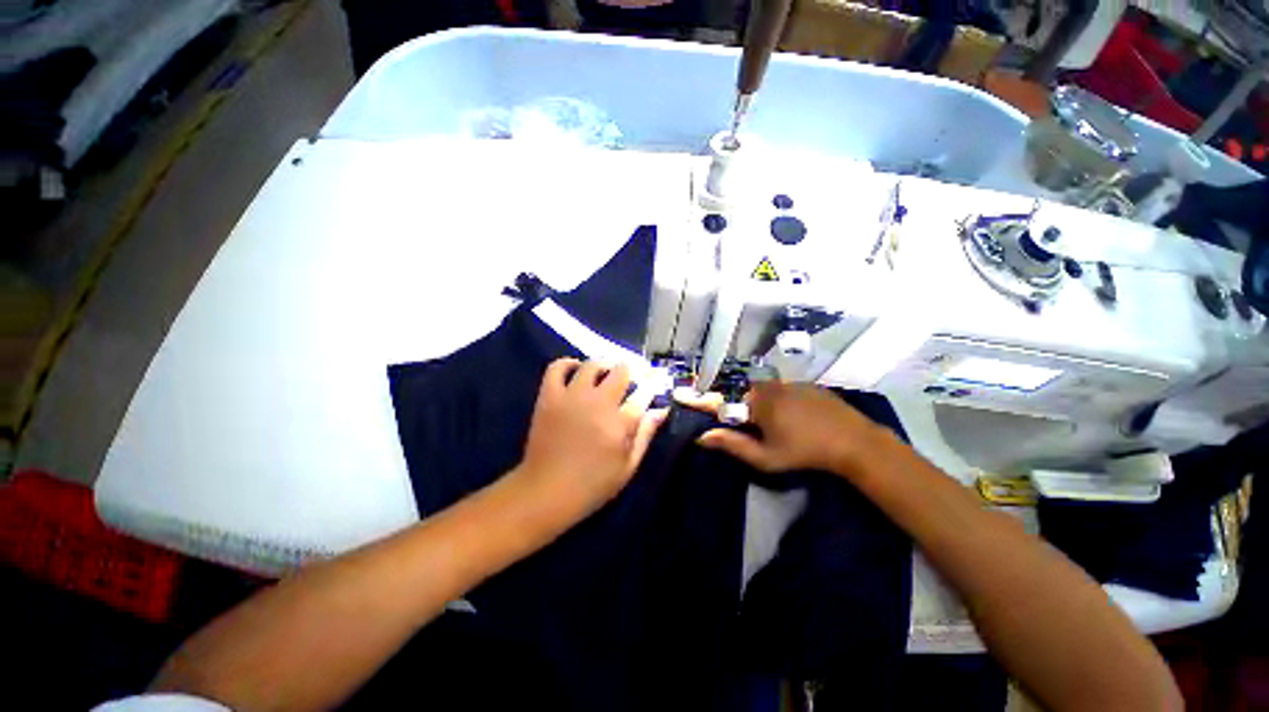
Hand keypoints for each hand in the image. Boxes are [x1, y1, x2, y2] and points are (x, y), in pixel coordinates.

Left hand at [512, 358, 667, 527]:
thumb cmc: (592, 485)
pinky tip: (575, 369)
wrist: (545, 493)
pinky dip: (568, 363)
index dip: (652, 385)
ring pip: (592, 365)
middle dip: (630, 373)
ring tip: (605, 374)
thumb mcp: (627, 467)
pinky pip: (557, 368)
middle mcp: (597, 403)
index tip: (655, 381)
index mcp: (619, 424)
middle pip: (620, 372)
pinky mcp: (549, 397)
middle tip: (629, 380)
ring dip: (603, 366)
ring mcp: (571, 397)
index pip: (643, 394)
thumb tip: (661, 411)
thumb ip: (645, 435)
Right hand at [675, 381, 893, 477]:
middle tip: (728, 415)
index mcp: (755, 403)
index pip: (719, 400)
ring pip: (757, 388)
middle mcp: (766, 387)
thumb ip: (733, 445)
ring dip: (750, 400)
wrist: (854, 441)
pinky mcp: (801, 384)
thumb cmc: (805, 453)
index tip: (679, 394)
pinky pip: (775, 387)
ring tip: (757, 417)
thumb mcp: (767, 457)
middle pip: (737, 391)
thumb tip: (702, 437)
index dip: (698, 399)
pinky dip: (769, 397)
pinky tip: (782, 413)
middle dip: (728, 401)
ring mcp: (785, 383)